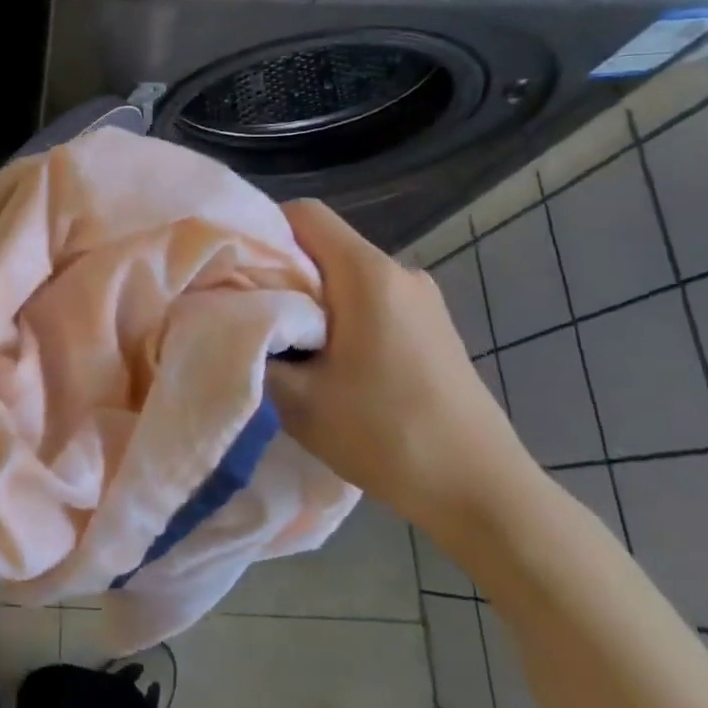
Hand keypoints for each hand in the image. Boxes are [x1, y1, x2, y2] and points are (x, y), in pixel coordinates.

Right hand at [265, 199, 531, 536]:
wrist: (482, 492)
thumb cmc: (387, 436)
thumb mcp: (298, 398)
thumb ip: (252, 348)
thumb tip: (225, 320)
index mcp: (368, 275)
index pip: (305, 214)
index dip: (260, 230)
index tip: (232, 270)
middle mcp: (399, 272)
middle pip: (323, 245)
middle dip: (279, 272)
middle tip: (247, 315)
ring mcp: (422, 299)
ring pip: (345, 275)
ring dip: (309, 300)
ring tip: (285, 346)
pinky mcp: (432, 326)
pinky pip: (370, 299)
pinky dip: (339, 317)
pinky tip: (329, 364)